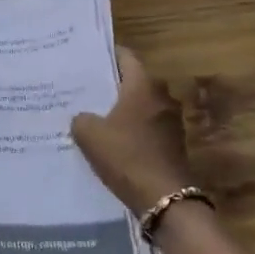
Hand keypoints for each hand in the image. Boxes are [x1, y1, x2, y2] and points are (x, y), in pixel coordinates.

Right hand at [70, 46, 196, 216]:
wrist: (164, 199)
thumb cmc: (126, 156)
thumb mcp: (89, 135)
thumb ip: (81, 118)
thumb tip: (83, 117)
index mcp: (143, 86)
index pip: (125, 56)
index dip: (105, 54)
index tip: (86, 58)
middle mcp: (161, 96)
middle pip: (133, 81)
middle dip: (110, 84)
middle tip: (84, 88)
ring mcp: (170, 121)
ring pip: (140, 104)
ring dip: (121, 108)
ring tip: (94, 114)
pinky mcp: (173, 143)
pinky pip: (147, 125)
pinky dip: (131, 128)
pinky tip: (111, 139)